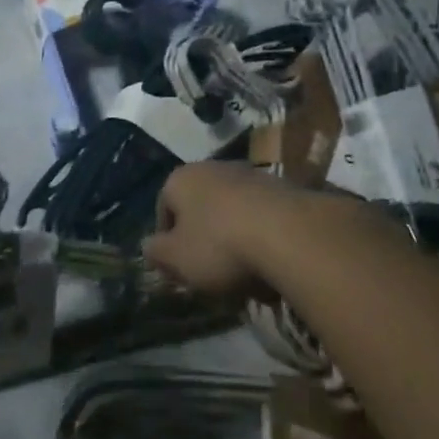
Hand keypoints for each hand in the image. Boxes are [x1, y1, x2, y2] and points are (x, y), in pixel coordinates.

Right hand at [143, 161, 290, 301]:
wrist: (290, 234)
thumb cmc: (220, 245)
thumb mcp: (176, 259)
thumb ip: (156, 252)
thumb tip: (149, 246)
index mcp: (180, 179)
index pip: (163, 209)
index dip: (168, 243)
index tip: (179, 270)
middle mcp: (212, 167)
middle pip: (200, 208)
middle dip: (203, 238)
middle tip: (210, 272)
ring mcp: (250, 174)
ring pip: (232, 211)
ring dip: (233, 237)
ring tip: (244, 272)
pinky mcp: (283, 186)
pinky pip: (262, 216)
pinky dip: (262, 236)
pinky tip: (270, 261)